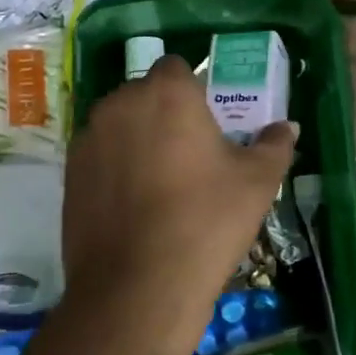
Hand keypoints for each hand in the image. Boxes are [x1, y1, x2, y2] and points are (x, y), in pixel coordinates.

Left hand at [61, 56, 295, 354]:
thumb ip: (273, 146)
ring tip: (158, 184)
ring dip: (136, 139)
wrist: (137, 286)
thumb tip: (286, 127)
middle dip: (163, 114)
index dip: (193, 90)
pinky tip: (131, 206)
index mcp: (167, 93)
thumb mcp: (256, 184)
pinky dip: (113, 168)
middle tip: (188, 156)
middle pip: (144, 95)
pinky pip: (98, 156)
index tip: (207, 122)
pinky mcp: (69, 173)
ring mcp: (89, 138)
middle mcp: (120, 103)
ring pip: (118, 125)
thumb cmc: (206, 222)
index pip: (176, 68)